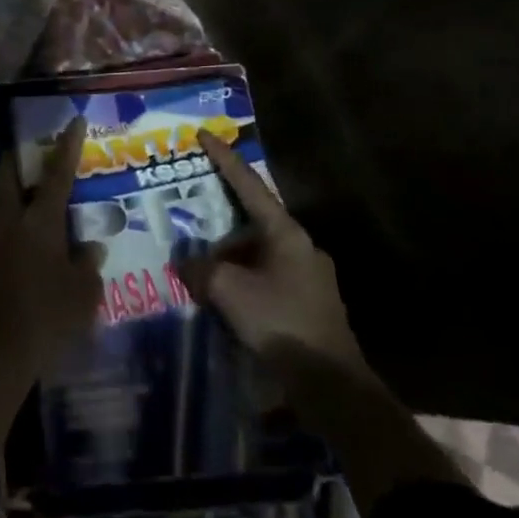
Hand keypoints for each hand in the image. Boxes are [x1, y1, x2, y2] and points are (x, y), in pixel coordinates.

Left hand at [0, 119, 102, 451]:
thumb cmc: (48, 314)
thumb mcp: (83, 291)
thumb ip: (88, 263)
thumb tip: (90, 246)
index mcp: (40, 219)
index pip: (57, 172)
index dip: (67, 145)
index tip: (74, 121)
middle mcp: (12, 219)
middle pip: (9, 174)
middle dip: (21, 157)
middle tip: (37, 152)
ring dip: (12, 185)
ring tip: (31, 188)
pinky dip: (9, 214)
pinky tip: (24, 228)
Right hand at [186, 132, 372, 387]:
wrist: (331, 384)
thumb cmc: (280, 323)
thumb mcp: (229, 291)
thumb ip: (202, 269)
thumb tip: (188, 262)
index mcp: (286, 233)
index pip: (249, 185)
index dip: (224, 159)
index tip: (205, 134)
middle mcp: (301, 246)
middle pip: (252, 225)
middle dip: (220, 230)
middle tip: (192, 234)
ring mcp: (310, 276)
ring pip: (259, 256)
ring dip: (231, 263)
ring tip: (202, 278)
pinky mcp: (310, 304)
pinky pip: (268, 280)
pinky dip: (245, 283)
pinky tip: (226, 303)